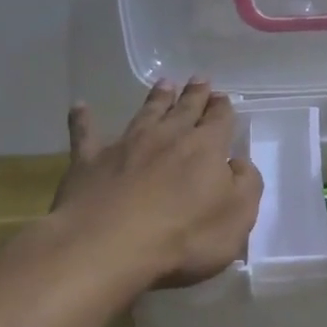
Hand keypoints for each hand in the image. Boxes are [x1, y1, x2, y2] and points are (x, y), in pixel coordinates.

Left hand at [52, 79, 263, 286]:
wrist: (107, 247)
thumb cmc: (184, 237)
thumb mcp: (238, 217)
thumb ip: (246, 185)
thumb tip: (239, 163)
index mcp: (206, 148)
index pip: (219, 120)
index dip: (222, 108)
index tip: (223, 97)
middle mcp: (167, 137)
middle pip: (184, 109)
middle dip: (194, 95)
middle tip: (199, 79)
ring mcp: (126, 146)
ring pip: (145, 113)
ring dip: (156, 98)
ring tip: (164, 84)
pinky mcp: (89, 162)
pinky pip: (85, 134)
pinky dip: (83, 120)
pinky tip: (80, 107)